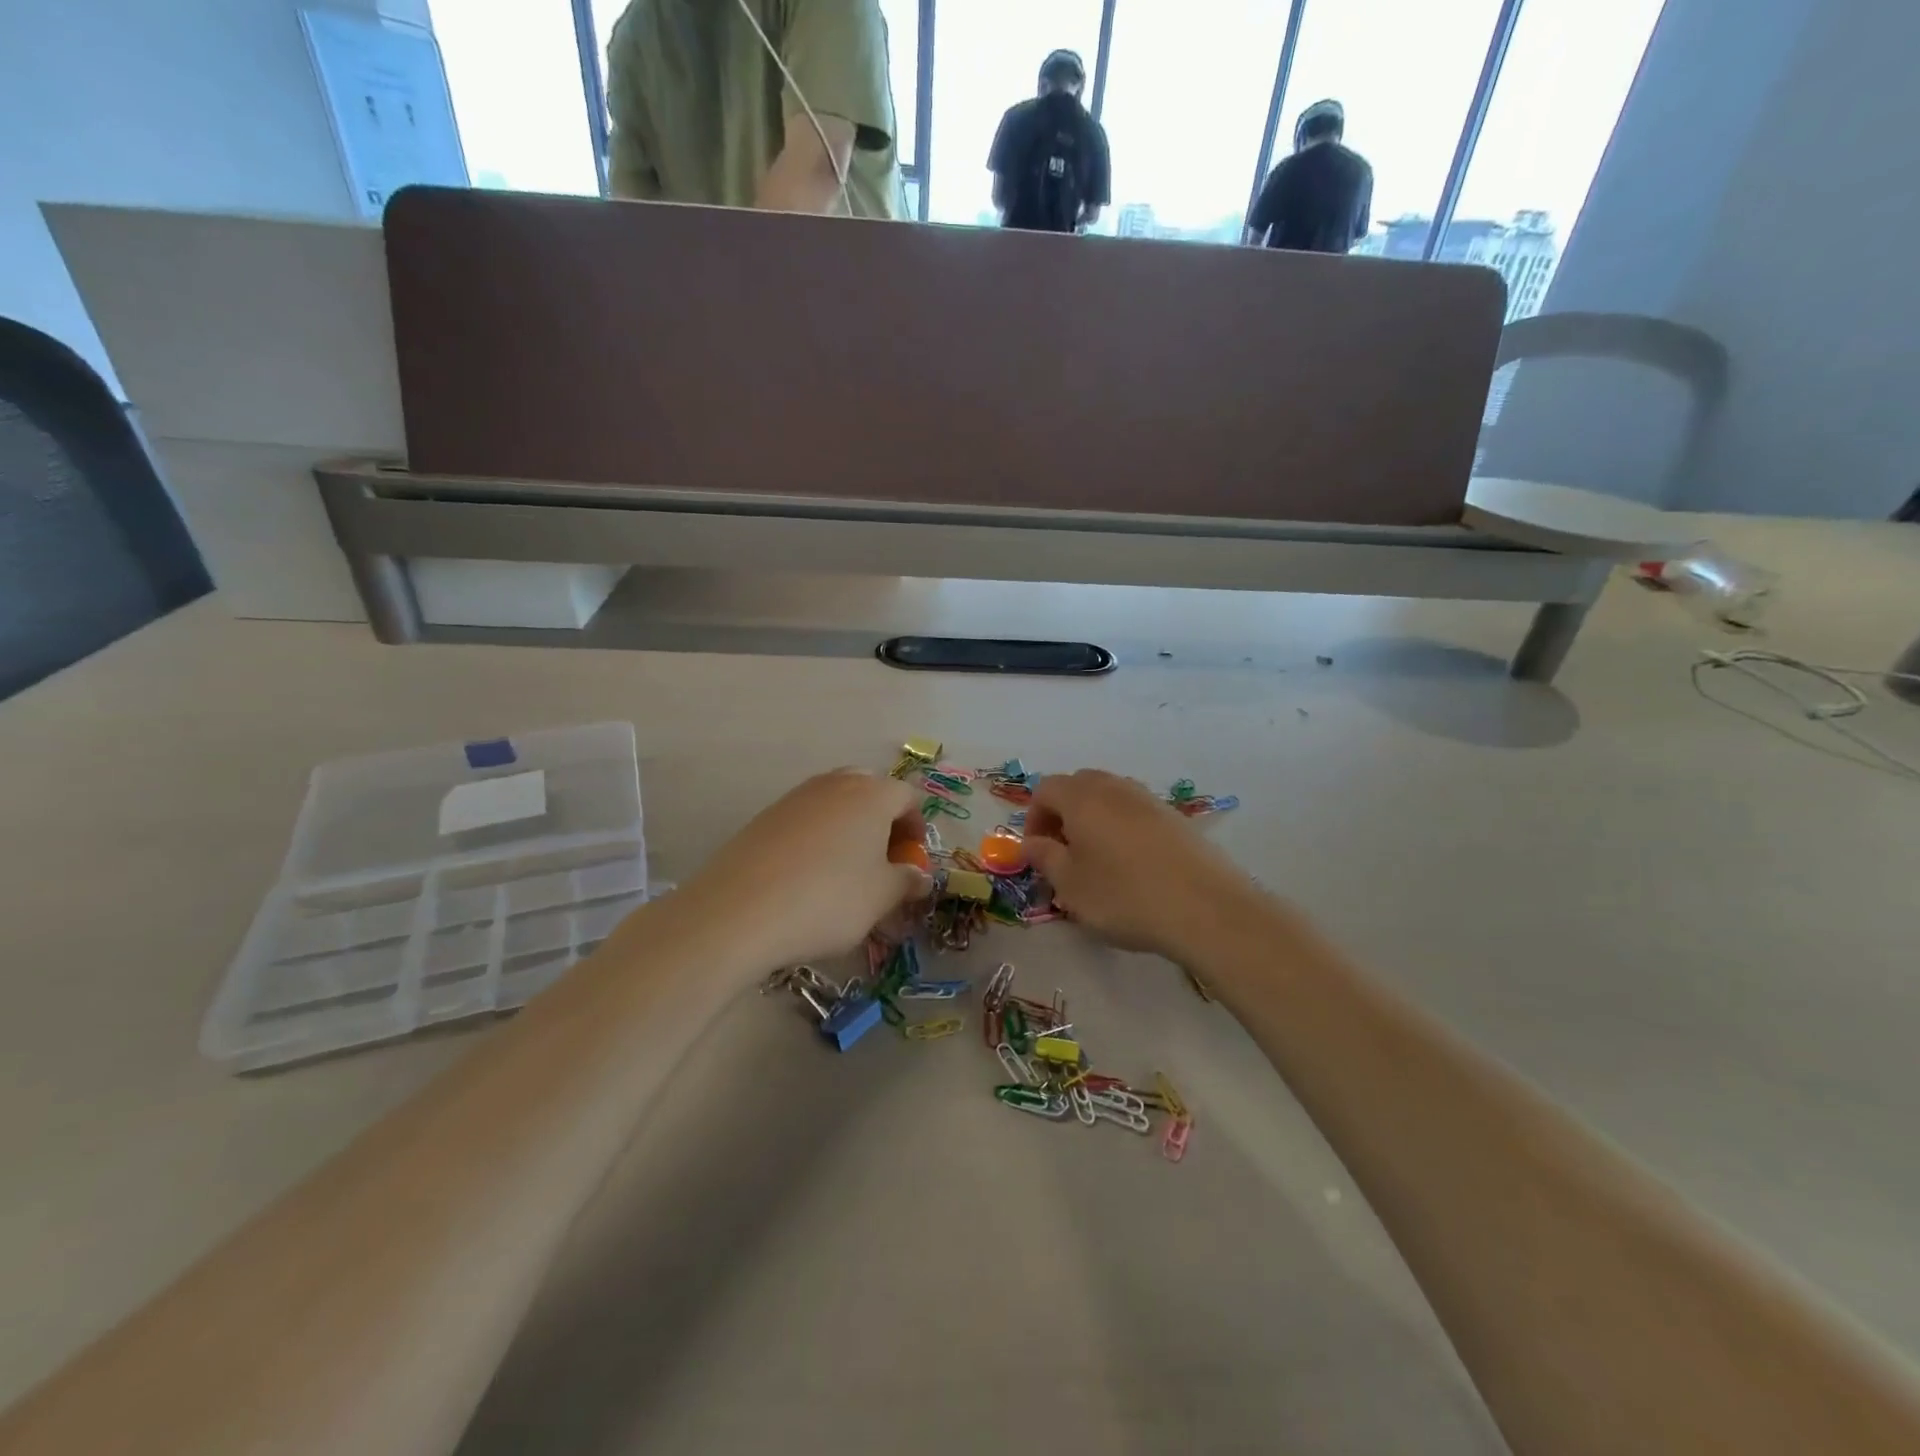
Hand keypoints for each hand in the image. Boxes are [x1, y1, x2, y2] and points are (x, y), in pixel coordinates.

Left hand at [683, 770, 929, 971]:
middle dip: (882, 820)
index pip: (908, 796)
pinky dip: (816, 839)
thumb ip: (907, 881)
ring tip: (845, 871)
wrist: (739, 912)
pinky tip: (807, 877)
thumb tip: (918, 876)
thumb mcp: (881, 897)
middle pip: (870, 790)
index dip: (916, 827)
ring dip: (848, 828)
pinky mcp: (764, 817)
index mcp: (871, 794)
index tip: (912, 861)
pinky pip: (804, 819)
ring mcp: (795, 797)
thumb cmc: (828, 899)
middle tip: (881, 859)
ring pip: (834, 803)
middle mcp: (834, 784)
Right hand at [1025, 770, 1253, 961]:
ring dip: (1094, 820)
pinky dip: (1123, 828)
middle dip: (1063, 814)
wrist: (1206, 908)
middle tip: (1063, 853)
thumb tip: (1032, 843)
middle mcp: (1116, 788)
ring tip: (1098, 861)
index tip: (1037, 852)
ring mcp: (1151, 800)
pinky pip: (1137, 812)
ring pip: (1110, 797)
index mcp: (1083, 798)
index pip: (1045, 789)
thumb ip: (1045, 858)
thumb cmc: (1125, 896)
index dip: (1033, 818)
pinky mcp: (1177, 818)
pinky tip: (1133, 865)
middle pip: (1079, 786)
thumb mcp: (1071, 885)